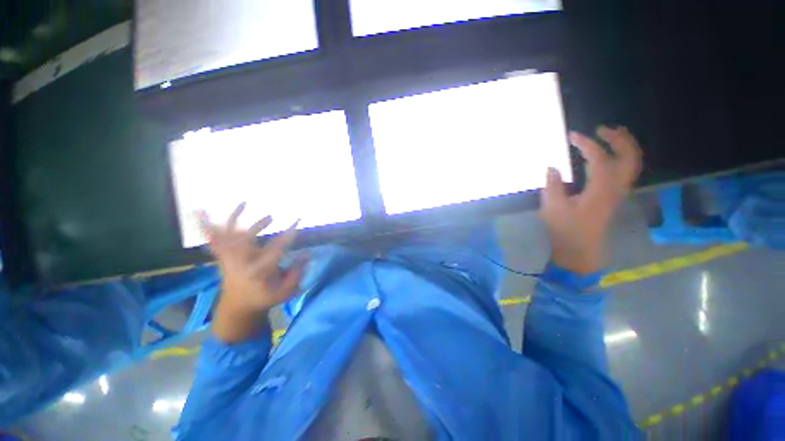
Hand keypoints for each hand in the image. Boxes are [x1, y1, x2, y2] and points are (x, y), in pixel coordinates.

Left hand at [198, 203, 305, 342]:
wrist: (237, 307)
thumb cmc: (264, 298)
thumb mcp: (284, 292)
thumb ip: (296, 273)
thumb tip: (306, 254)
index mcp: (258, 272)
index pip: (276, 249)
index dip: (288, 234)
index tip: (298, 220)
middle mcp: (241, 263)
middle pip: (245, 240)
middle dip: (258, 225)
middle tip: (272, 216)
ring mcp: (229, 259)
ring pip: (227, 235)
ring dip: (233, 219)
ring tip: (244, 203)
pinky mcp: (223, 256)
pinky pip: (214, 238)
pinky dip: (207, 225)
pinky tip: (201, 210)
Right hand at [539, 126, 642, 273]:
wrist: (579, 249)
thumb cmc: (565, 229)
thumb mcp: (553, 207)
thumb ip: (552, 185)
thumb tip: (553, 167)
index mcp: (600, 189)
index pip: (599, 158)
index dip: (586, 144)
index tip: (572, 135)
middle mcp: (615, 188)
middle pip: (629, 157)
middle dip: (619, 139)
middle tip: (602, 129)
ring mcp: (617, 193)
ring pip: (631, 165)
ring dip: (625, 147)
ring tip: (610, 136)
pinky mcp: (613, 197)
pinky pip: (624, 172)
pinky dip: (621, 159)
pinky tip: (607, 158)